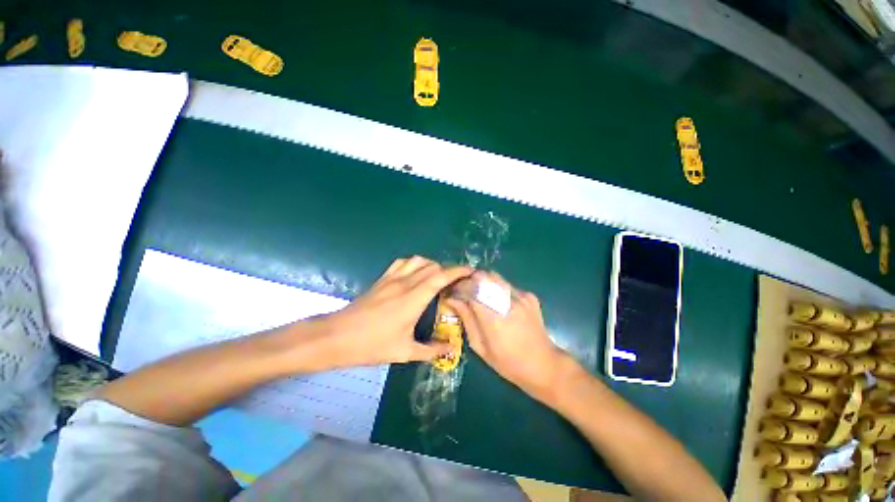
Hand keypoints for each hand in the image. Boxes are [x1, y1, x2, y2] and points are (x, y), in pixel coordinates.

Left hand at [325, 256, 472, 365]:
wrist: (336, 337)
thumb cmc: (372, 345)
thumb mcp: (404, 352)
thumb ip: (431, 350)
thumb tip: (451, 349)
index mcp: (414, 298)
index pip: (441, 277)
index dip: (458, 271)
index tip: (470, 271)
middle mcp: (405, 282)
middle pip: (433, 266)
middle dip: (448, 271)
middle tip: (455, 284)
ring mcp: (392, 278)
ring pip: (418, 260)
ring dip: (432, 265)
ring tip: (437, 278)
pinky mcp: (382, 279)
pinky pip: (402, 262)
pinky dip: (414, 263)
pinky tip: (415, 275)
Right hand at [445, 271, 570, 402]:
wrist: (544, 365)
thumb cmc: (508, 362)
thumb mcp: (481, 346)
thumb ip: (466, 319)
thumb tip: (452, 300)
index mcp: (493, 317)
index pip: (470, 289)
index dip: (459, 287)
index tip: (453, 292)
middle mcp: (508, 301)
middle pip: (484, 276)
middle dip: (471, 280)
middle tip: (465, 291)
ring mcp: (521, 297)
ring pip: (496, 277)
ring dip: (484, 283)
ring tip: (481, 296)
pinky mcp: (530, 296)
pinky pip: (508, 285)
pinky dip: (499, 290)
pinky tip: (501, 304)